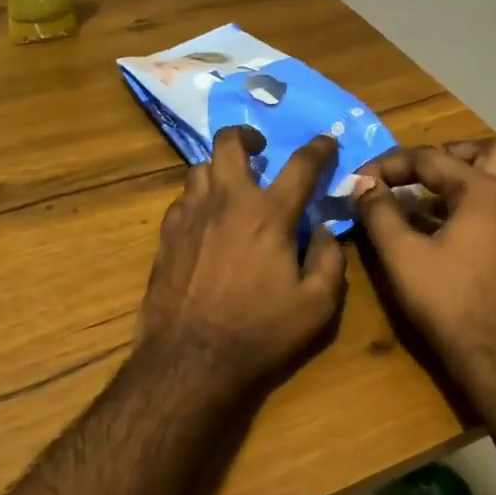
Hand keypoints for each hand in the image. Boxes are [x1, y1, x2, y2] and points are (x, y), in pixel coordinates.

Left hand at [133, 128, 346, 398]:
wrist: (190, 359)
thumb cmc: (259, 333)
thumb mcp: (317, 306)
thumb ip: (329, 260)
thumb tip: (323, 229)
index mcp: (268, 215)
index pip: (301, 165)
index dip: (319, 149)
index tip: (327, 142)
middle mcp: (226, 202)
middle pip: (230, 144)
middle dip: (247, 135)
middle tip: (259, 148)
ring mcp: (190, 215)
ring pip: (200, 168)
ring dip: (220, 169)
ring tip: (232, 187)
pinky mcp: (166, 235)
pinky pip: (182, 200)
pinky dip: (199, 199)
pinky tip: (206, 221)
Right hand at [352, 139, 495, 393]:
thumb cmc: (450, 301)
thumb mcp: (402, 255)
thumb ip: (379, 212)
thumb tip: (363, 184)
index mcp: (483, 191)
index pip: (430, 158)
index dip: (388, 164)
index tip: (358, 181)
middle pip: (484, 151)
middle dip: (444, 155)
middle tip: (411, 172)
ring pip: (494, 177)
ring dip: (457, 177)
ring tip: (417, 197)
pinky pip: (494, 204)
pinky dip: (466, 201)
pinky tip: (435, 227)